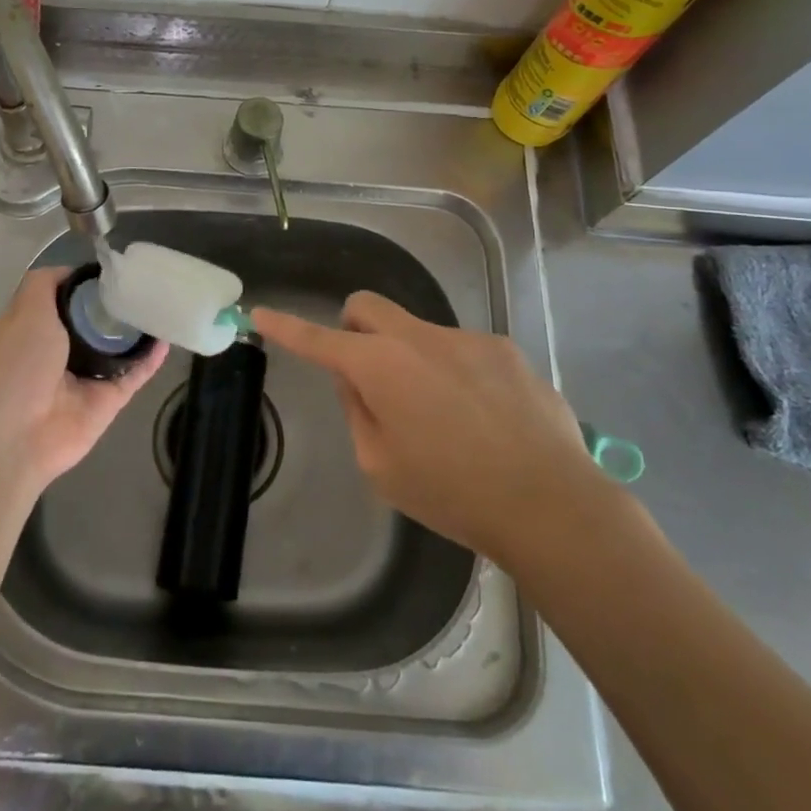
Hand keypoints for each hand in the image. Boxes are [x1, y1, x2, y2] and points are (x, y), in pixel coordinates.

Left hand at [0, 267, 167, 492]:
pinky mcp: (108, 400)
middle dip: (115, 305)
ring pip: (117, 348)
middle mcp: (58, 352)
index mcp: (32, 330)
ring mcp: (85, 378)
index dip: (84, 284)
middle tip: (144, 283)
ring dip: (137, 330)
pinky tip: (167, 336)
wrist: (17, 437)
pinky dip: (151, 358)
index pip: (63, 299)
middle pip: (94, 323)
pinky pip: (134, 375)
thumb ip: (44, 285)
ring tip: (162, 303)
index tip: (112, 268)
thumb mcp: (23, 311)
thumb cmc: (15, 366)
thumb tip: (70, 271)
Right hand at [253, 292, 595, 561]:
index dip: (286, 328)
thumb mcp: (382, 466)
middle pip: (367, 307)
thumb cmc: (452, 493)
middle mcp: (419, 337)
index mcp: (380, 366)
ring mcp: (467, 338)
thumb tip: (355, 378)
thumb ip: (358, 411)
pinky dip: (456, 374)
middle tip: (367, 374)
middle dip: (353, 328)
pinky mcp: (506, 350)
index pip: (318, 339)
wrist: (550, 503)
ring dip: (412, 360)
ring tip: (447, 419)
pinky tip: (485, 419)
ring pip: (418, 333)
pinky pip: (462, 351)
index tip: (261, 313)